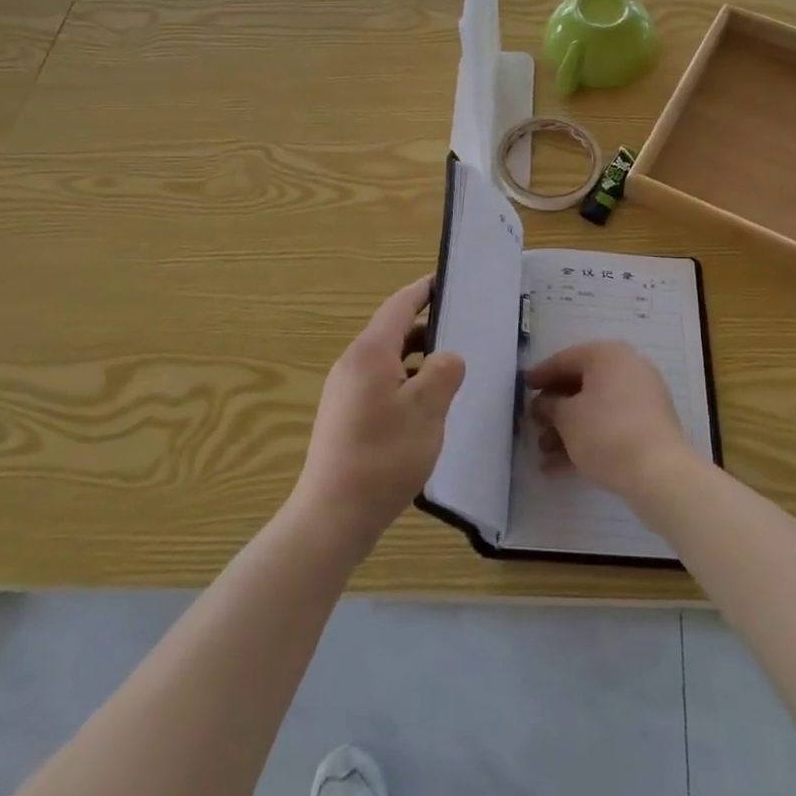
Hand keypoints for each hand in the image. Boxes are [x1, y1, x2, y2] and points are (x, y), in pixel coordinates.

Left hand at [293, 276, 465, 548]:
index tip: (445, 279)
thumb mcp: (427, 410)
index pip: (399, 305)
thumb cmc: (383, 456)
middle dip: (427, 326)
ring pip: (387, 360)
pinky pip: (380, 383)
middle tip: (462, 329)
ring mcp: (345, 391)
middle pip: (393, 331)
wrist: (332, 516)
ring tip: (450, 370)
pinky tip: (425, 406)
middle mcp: (352, 363)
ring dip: (418, 358)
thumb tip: (448, 357)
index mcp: (370, 352)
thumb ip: (443, 373)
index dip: (423, 290)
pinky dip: (405, 381)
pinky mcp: (344, 416)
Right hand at [525, 340, 699, 501]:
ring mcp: (641, 399)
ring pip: (595, 409)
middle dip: (555, 408)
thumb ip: (550, 406)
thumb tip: (542, 404)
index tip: (523, 388)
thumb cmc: (606, 432)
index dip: (541, 375)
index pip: (566, 359)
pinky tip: (560, 468)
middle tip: (533, 424)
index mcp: (608, 356)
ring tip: (543, 452)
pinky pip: (610, 427)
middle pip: (581, 385)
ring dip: (567, 429)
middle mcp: (627, 370)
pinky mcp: (648, 428)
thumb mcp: (568, 418)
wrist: (660, 474)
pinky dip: (587, 441)